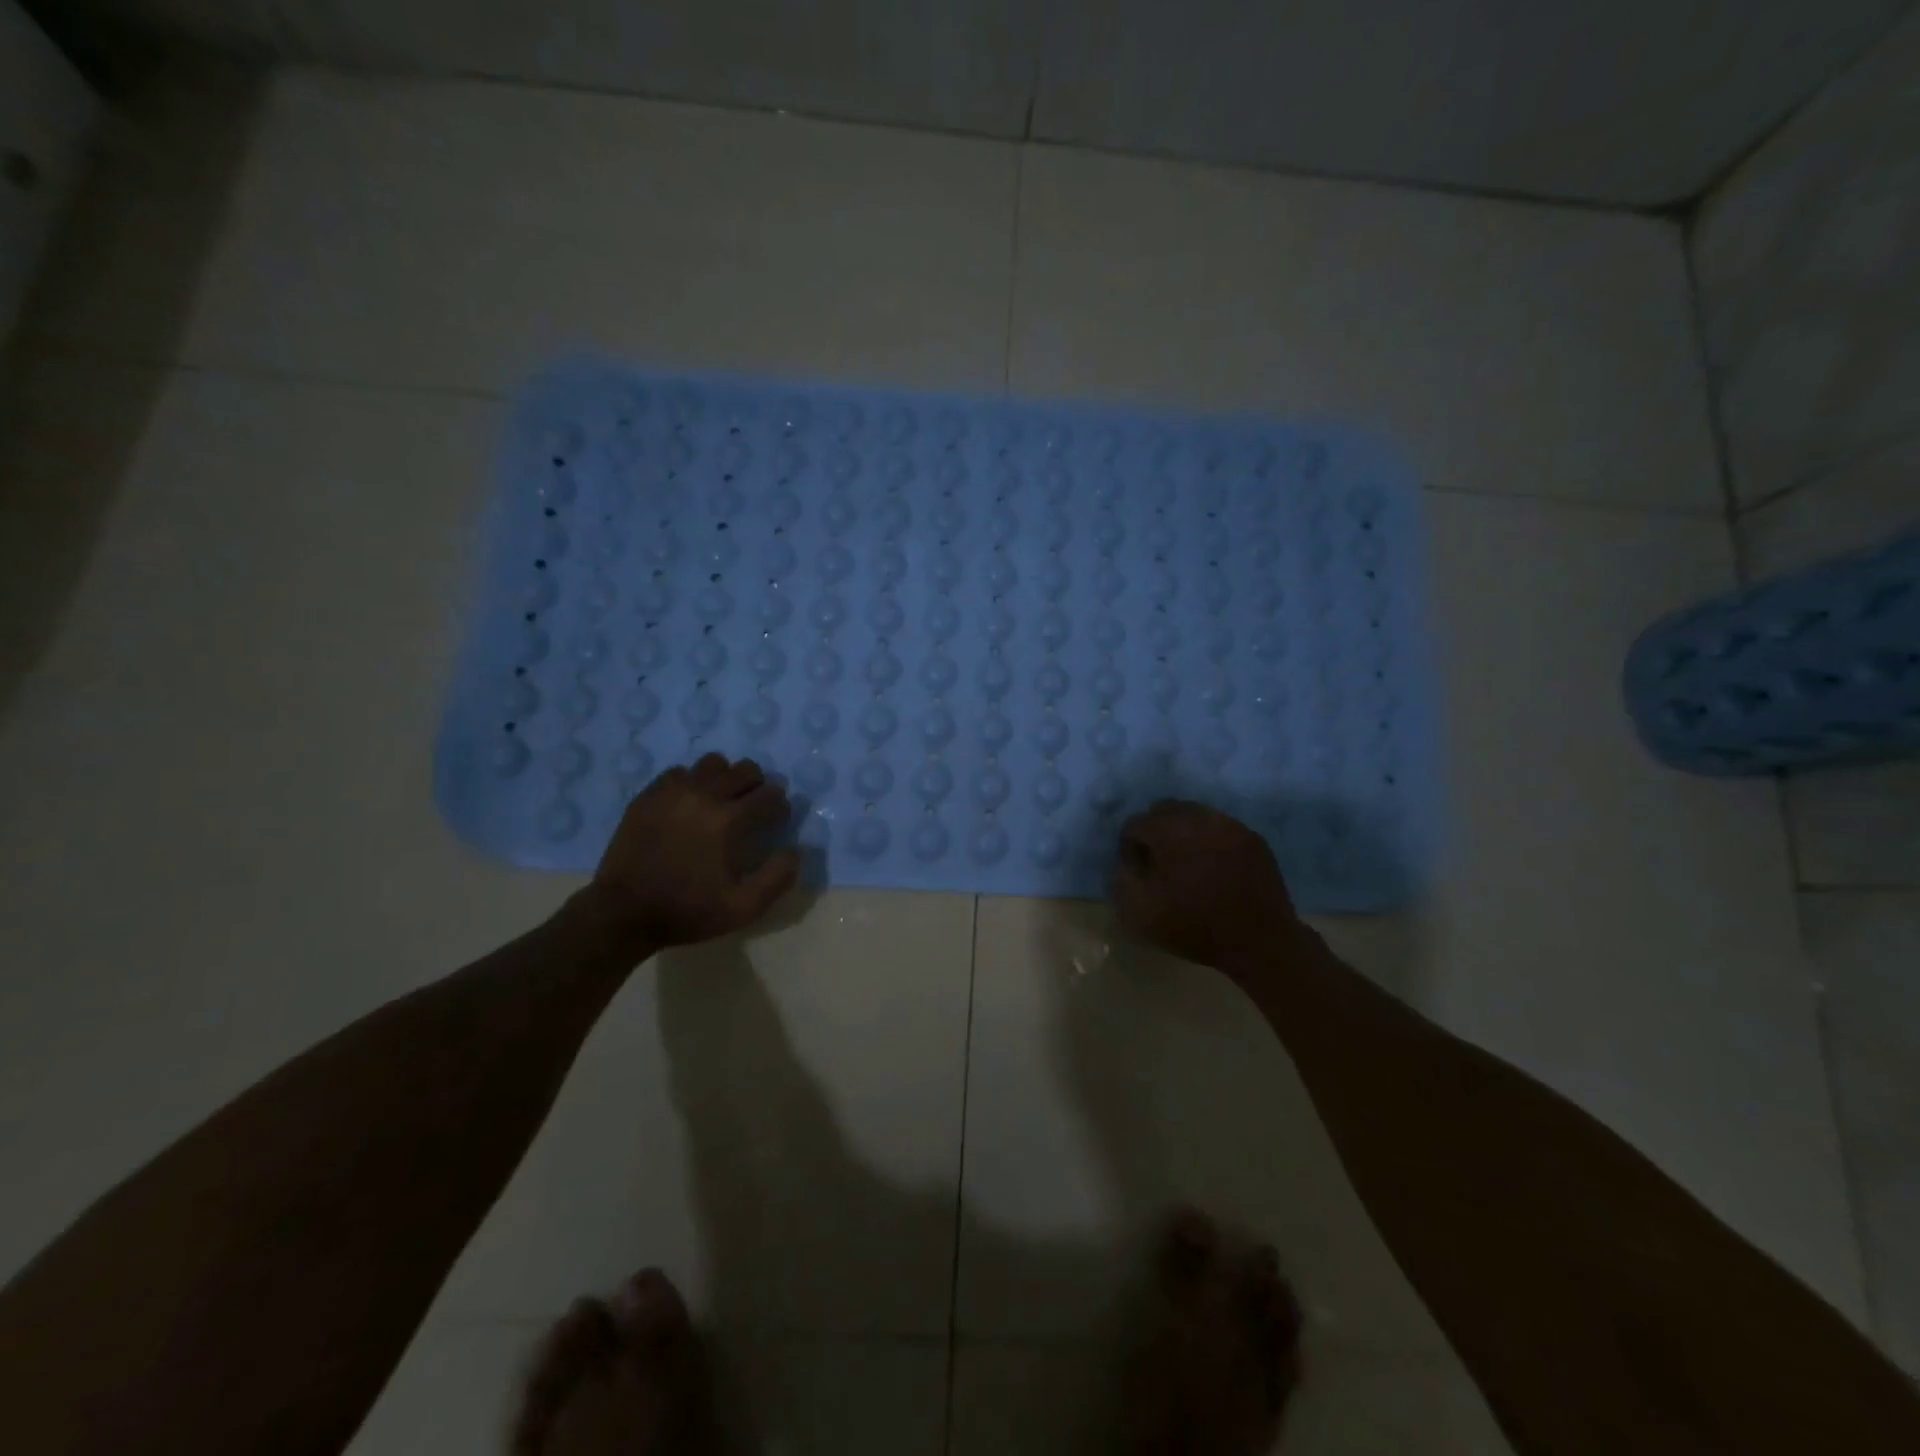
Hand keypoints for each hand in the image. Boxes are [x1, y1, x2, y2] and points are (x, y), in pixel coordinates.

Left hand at [588, 754, 799, 950]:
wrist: (623, 914)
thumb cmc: (687, 912)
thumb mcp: (743, 908)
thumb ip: (777, 877)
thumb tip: (795, 850)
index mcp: (729, 820)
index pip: (770, 795)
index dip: (780, 807)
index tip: (777, 821)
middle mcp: (704, 795)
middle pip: (745, 769)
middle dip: (758, 786)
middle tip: (752, 809)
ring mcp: (672, 792)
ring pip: (712, 763)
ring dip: (725, 778)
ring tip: (721, 801)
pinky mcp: (648, 796)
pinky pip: (679, 773)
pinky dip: (691, 782)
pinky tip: (689, 804)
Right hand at [1112, 800, 1308, 975]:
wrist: (1260, 943)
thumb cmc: (1195, 926)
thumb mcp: (1140, 912)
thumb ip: (1123, 878)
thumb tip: (1129, 863)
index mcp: (1169, 830)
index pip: (1136, 823)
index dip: (1129, 847)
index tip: (1135, 870)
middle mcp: (1200, 817)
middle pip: (1166, 810)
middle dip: (1156, 831)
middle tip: (1158, 862)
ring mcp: (1231, 825)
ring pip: (1196, 815)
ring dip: (1184, 832)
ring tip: (1186, 863)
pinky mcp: (1253, 839)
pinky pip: (1221, 828)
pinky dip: (1210, 841)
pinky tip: (1213, 867)